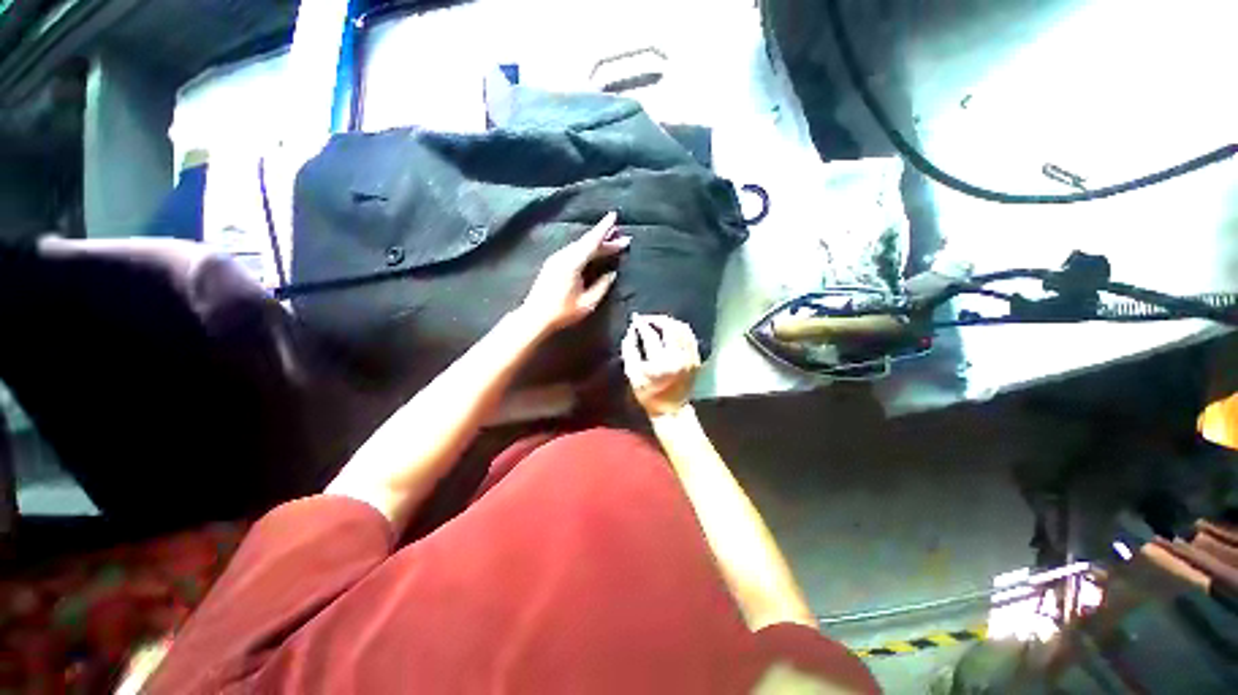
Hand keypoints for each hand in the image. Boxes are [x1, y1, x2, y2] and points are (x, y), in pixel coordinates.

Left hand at [520, 212, 629, 333]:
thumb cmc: (562, 312)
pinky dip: (586, 249)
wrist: (535, 317)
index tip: (614, 216)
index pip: (591, 242)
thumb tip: (612, 273)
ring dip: (595, 243)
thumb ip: (602, 286)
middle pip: (586, 242)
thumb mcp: (588, 303)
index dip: (604, 229)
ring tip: (610, 243)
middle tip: (622, 237)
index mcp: (572, 263)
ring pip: (579, 246)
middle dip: (605, 238)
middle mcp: (563, 256)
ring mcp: (556, 259)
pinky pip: (573, 251)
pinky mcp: (553, 264)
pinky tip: (593, 252)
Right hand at [621, 314, 700, 417]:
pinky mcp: (696, 359)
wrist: (671, 409)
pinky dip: (681, 329)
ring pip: (682, 329)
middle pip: (670, 327)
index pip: (650, 335)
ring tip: (659, 323)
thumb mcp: (632, 375)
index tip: (635, 319)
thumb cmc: (648, 394)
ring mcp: (690, 358)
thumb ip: (630, 351)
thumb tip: (631, 331)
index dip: (641, 324)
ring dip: (669, 322)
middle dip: (656, 319)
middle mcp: (678, 358)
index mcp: (660, 363)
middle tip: (647, 319)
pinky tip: (672, 330)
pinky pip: (690, 336)